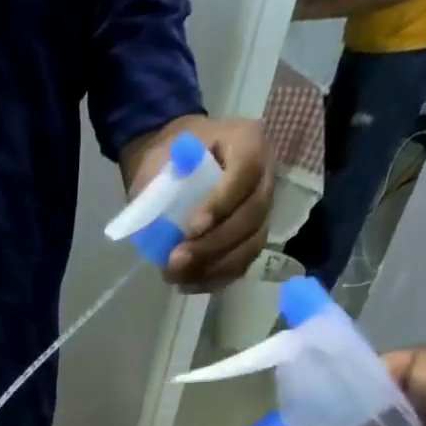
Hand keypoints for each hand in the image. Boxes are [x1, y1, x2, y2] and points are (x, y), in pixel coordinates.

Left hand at [144, 117, 274, 291]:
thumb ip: (165, 186)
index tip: (190, 228)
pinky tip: (186, 283)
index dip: (221, 203)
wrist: (173, 167)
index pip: (246, 171)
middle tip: (176, 260)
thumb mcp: (161, 159)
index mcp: (247, 142)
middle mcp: (263, 176)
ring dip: (213, 267)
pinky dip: (213, 278)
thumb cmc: (169, 158)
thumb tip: (162, 229)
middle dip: (213, 244)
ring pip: (251, 245)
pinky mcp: (250, 239)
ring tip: (176, 276)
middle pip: (252, 215)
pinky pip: (241, 264)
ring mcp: (261, 211)